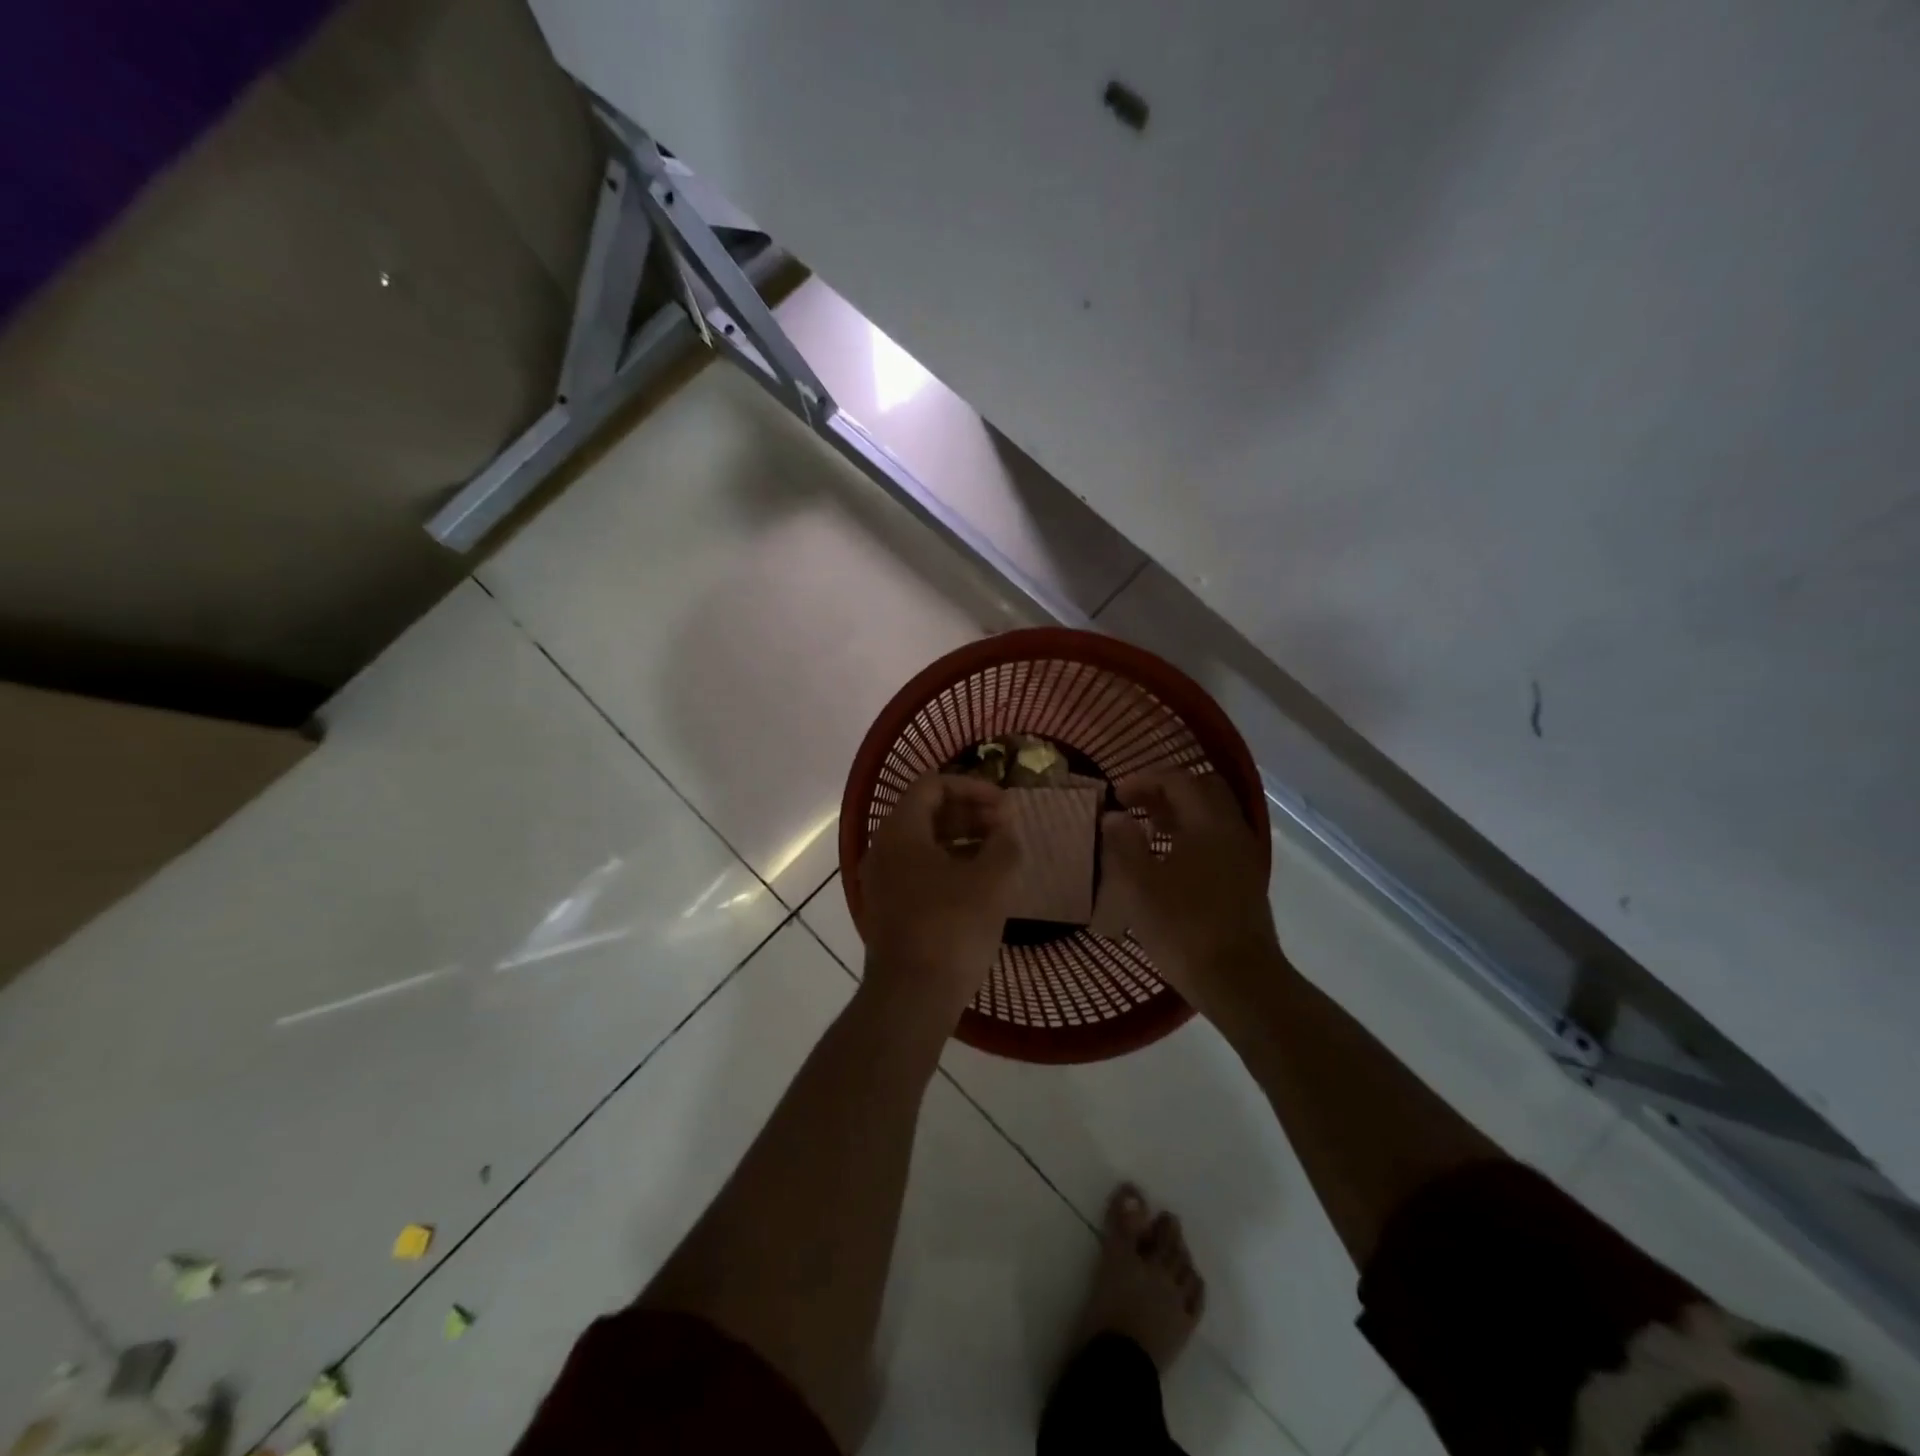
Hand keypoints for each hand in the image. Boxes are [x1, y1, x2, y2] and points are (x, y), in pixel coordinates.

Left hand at [858, 774, 1021, 1025]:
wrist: (911, 998)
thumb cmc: (952, 928)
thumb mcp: (992, 880)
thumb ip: (1004, 842)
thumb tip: (1005, 827)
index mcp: (900, 831)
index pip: (933, 785)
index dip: (973, 787)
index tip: (1005, 805)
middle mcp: (883, 849)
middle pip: (926, 813)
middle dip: (969, 813)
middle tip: (1006, 827)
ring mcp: (882, 881)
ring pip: (923, 844)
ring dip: (961, 840)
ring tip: (998, 853)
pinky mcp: (888, 909)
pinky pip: (919, 871)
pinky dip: (949, 866)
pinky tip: (979, 884)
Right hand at [1097, 770, 1280, 1012]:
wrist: (1239, 981)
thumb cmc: (1184, 929)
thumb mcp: (1139, 885)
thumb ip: (1124, 843)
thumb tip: (1114, 815)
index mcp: (1207, 823)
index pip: (1178, 780)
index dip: (1144, 780)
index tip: (1116, 795)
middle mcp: (1231, 830)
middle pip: (1203, 789)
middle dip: (1166, 790)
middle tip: (1135, 805)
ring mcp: (1243, 856)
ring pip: (1212, 815)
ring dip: (1180, 813)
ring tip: (1147, 831)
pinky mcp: (1246, 880)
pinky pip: (1218, 839)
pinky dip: (1192, 835)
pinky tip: (1169, 861)